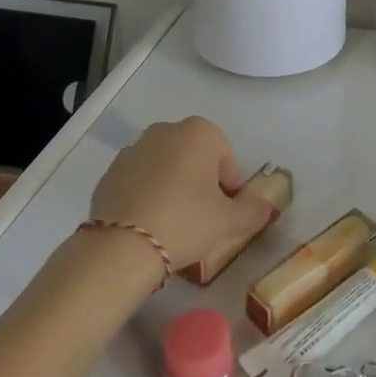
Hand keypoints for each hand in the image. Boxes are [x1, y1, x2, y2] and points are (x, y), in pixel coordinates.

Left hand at [89, 117, 275, 277]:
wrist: (121, 246)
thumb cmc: (185, 222)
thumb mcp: (228, 222)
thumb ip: (252, 211)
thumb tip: (265, 206)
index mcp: (200, 132)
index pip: (225, 158)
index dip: (229, 188)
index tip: (223, 214)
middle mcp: (166, 130)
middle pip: (194, 157)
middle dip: (199, 182)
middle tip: (200, 219)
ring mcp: (134, 148)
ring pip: (165, 167)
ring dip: (171, 187)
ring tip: (171, 224)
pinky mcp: (110, 171)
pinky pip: (138, 180)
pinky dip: (145, 195)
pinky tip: (146, 225)